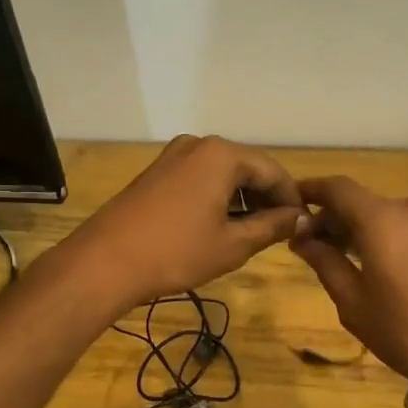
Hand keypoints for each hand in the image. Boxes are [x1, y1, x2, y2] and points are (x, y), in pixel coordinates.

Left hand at [59, 136, 308, 307]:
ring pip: (222, 174)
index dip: (292, 199)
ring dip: (242, 200)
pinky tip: (220, 227)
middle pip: (247, 168)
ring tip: (252, 234)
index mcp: (222, 154)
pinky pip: (199, 179)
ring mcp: (173, 157)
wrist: (105, 262)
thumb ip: (272, 227)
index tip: (303, 226)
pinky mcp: (156, 173)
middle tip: (280, 233)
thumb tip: (301, 219)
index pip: (273, 171)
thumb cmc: (176, 253)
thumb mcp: (233, 244)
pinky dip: (217, 199)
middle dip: (266, 199)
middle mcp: (198, 145)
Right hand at [291, 176, 407, 377]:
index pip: (337, 188)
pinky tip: (371, 261)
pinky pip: (403, 225)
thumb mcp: (352, 301)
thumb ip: (324, 261)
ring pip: (382, 214)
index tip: (291, 202)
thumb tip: (301, 237)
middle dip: (332, 217)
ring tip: (339, 257)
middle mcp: (407, 208)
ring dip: (357, 227)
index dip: (311, 190)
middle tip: (310, 244)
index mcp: (380, 219)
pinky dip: (381, 234)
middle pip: (360, 201)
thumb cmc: (402, 328)